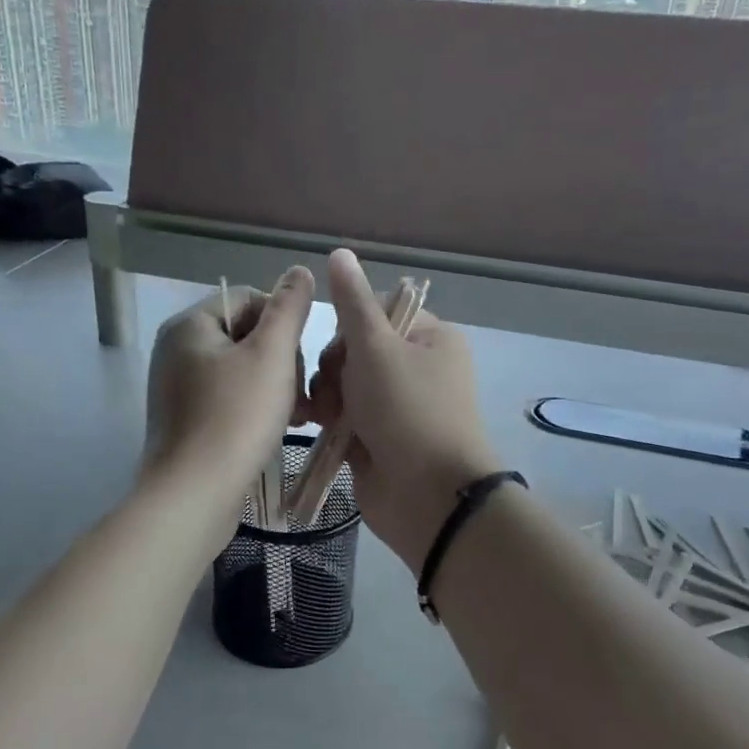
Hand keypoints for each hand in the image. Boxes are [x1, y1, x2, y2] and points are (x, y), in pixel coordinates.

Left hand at [144, 267, 315, 527]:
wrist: (195, 494)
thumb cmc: (236, 417)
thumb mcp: (271, 355)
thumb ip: (289, 308)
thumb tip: (299, 270)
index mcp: (190, 325)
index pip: (249, 299)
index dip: (284, 323)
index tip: (300, 359)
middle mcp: (176, 351)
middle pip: (246, 336)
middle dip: (281, 360)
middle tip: (304, 396)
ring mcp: (177, 389)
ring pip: (241, 371)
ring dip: (275, 386)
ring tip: (299, 416)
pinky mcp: (185, 422)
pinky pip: (228, 399)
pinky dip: (255, 408)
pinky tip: (276, 431)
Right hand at [307, 250, 501, 569]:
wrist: (427, 496)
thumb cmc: (406, 410)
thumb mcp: (376, 348)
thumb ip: (352, 303)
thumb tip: (340, 253)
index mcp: (429, 338)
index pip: (376, 311)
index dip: (350, 328)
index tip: (343, 349)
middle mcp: (417, 368)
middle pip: (355, 349)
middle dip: (336, 368)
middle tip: (337, 391)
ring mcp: (398, 406)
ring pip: (345, 384)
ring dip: (330, 396)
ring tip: (329, 417)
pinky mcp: (379, 438)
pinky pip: (345, 416)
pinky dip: (332, 421)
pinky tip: (318, 429)